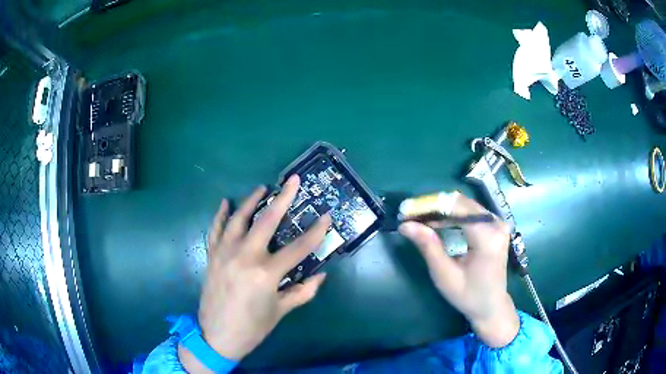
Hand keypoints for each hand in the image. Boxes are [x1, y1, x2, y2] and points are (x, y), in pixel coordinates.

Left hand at [179, 175, 330, 371]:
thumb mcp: (280, 311)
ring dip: (251, 201)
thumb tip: (320, 275)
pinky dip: (221, 215)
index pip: (298, 248)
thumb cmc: (252, 328)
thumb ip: (302, 291)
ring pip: (239, 219)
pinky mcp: (212, 256)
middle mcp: (245, 257)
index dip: (316, 232)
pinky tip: (226, 202)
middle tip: (293, 180)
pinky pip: (216, 230)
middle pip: (267, 221)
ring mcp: (225, 254)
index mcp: (266, 274)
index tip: (327, 216)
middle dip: (283, 198)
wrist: (217, 336)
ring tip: (262, 188)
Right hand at [398, 194, 519, 347]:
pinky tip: (439, 222)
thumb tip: (406, 225)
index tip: (407, 212)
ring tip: (421, 219)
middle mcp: (496, 224)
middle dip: (435, 207)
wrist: (491, 305)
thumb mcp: (445, 275)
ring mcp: (498, 223)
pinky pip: (472, 212)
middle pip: (461, 203)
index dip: (431, 207)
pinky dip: (453, 214)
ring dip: (443, 209)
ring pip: (466, 205)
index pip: (457, 209)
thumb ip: (428, 247)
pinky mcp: (496, 225)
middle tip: (411, 216)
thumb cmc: (468, 295)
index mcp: (487, 237)